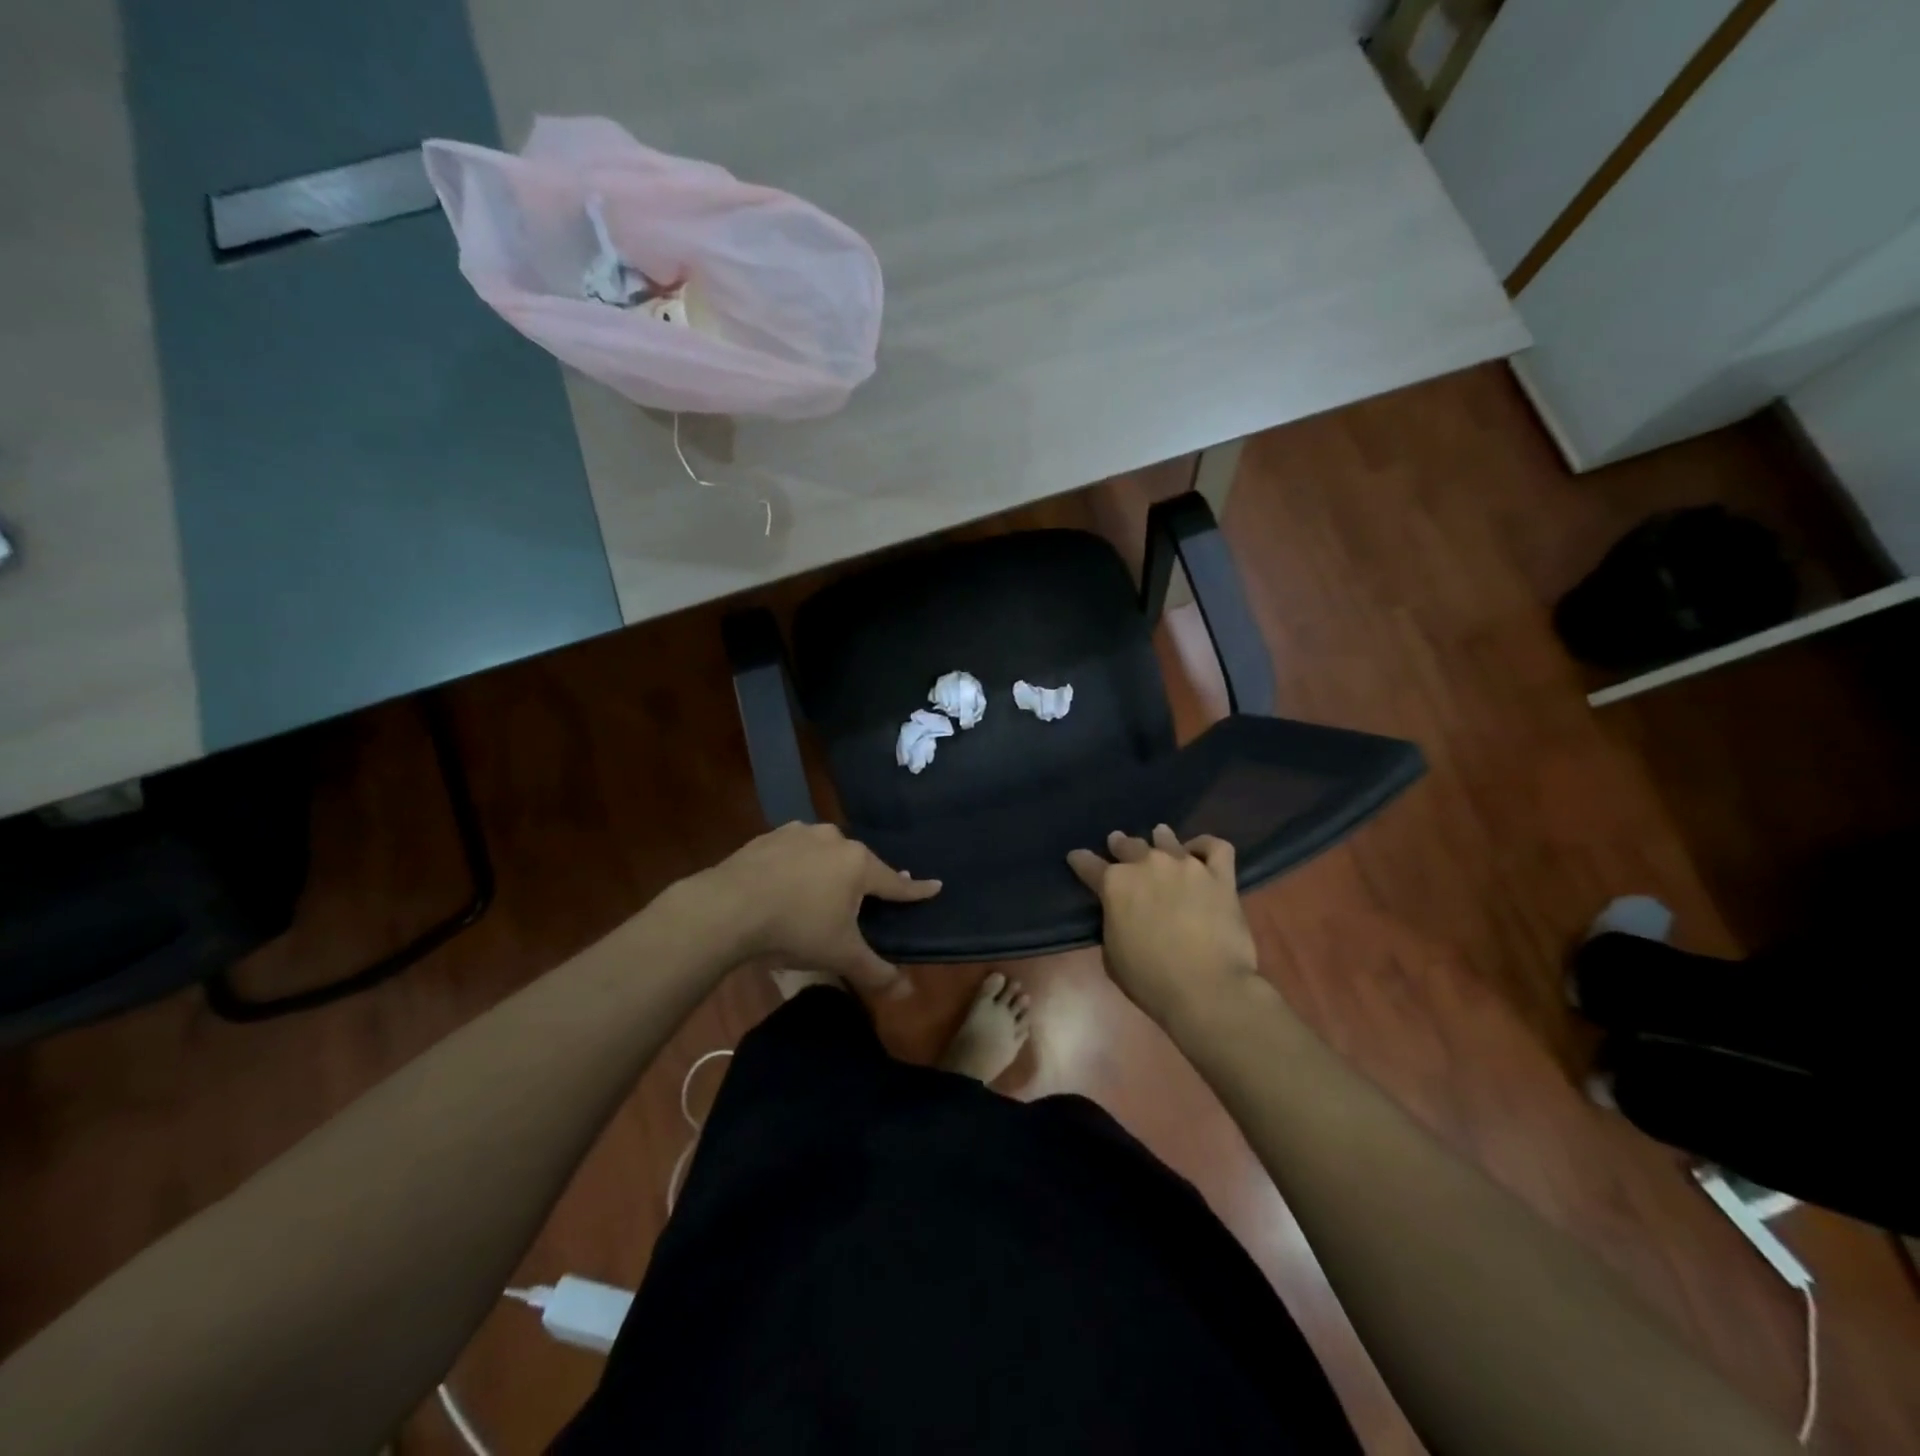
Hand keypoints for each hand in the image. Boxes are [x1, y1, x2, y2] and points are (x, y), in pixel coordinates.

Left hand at [686, 822, 939, 995]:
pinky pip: (796, 851)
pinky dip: (799, 865)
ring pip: (827, 853)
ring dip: (830, 870)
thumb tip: (908, 993)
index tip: (935, 886)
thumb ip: (876, 972)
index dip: (915, 890)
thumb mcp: (840, 955)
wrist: (728, 907)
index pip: (896, 882)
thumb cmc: (795, 928)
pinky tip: (788, 882)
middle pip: (860, 864)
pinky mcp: (770, 836)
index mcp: (858, 865)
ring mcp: (801, 833)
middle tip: (867, 899)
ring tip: (822, 893)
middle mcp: (835, 840)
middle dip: (866, 881)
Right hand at [1068, 825, 1258, 1025]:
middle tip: (1119, 845)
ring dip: (1160, 839)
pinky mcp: (1219, 876)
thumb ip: (1112, 923)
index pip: (1088, 864)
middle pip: (1128, 845)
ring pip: (1168, 840)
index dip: (1081, 860)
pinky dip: (1205, 846)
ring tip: (1160, 837)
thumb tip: (1121, 913)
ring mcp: (1186, 866)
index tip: (1077, 858)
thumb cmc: (1150, 980)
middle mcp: (1147, 864)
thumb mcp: (1112, 955)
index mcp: (1114, 884)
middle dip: (1120, 845)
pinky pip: (1215, 848)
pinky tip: (1200, 852)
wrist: (1206, 989)